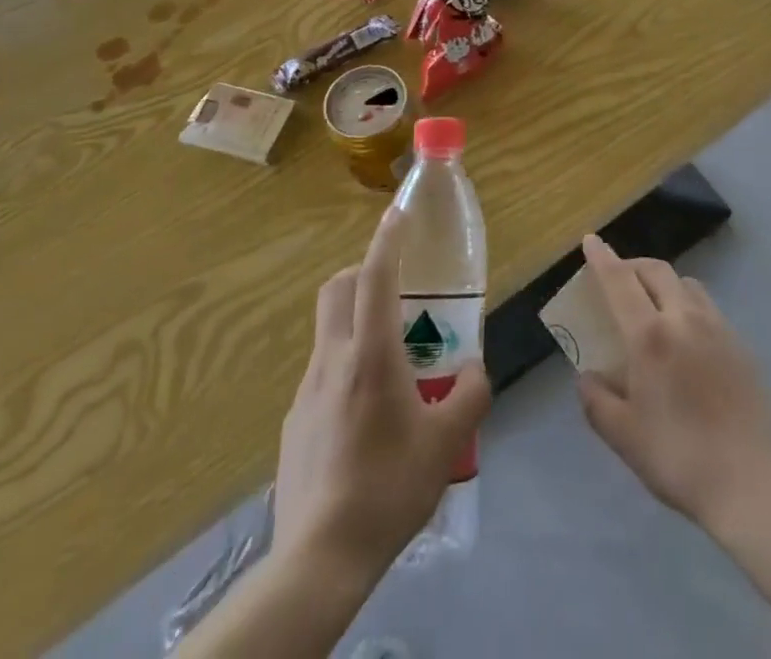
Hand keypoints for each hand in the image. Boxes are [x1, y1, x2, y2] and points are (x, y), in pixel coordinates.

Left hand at [272, 208, 490, 577]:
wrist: (319, 558)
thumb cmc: (388, 488)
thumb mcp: (446, 443)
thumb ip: (470, 396)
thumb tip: (476, 370)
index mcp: (370, 355)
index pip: (376, 276)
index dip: (388, 238)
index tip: (399, 212)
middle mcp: (333, 359)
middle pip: (338, 288)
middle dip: (364, 273)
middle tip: (397, 292)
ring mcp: (307, 390)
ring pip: (328, 329)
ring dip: (355, 321)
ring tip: (391, 362)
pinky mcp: (294, 422)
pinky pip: (322, 372)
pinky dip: (344, 366)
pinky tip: (366, 415)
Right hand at [576, 234, 770, 530]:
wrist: (751, 481)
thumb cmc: (678, 457)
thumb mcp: (623, 436)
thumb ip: (597, 400)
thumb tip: (587, 376)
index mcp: (649, 335)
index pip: (620, 281)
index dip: (602, 258)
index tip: (591, 240)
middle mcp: (683, 318)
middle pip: (656, 270)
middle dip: (633, 265)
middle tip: (618, 278)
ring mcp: (717, 327)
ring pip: (685, 284)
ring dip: (663, 282)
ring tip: (653, 303)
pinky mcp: (740, 343)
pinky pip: (708, 306)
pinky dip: (687, 304)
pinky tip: (686, 335)